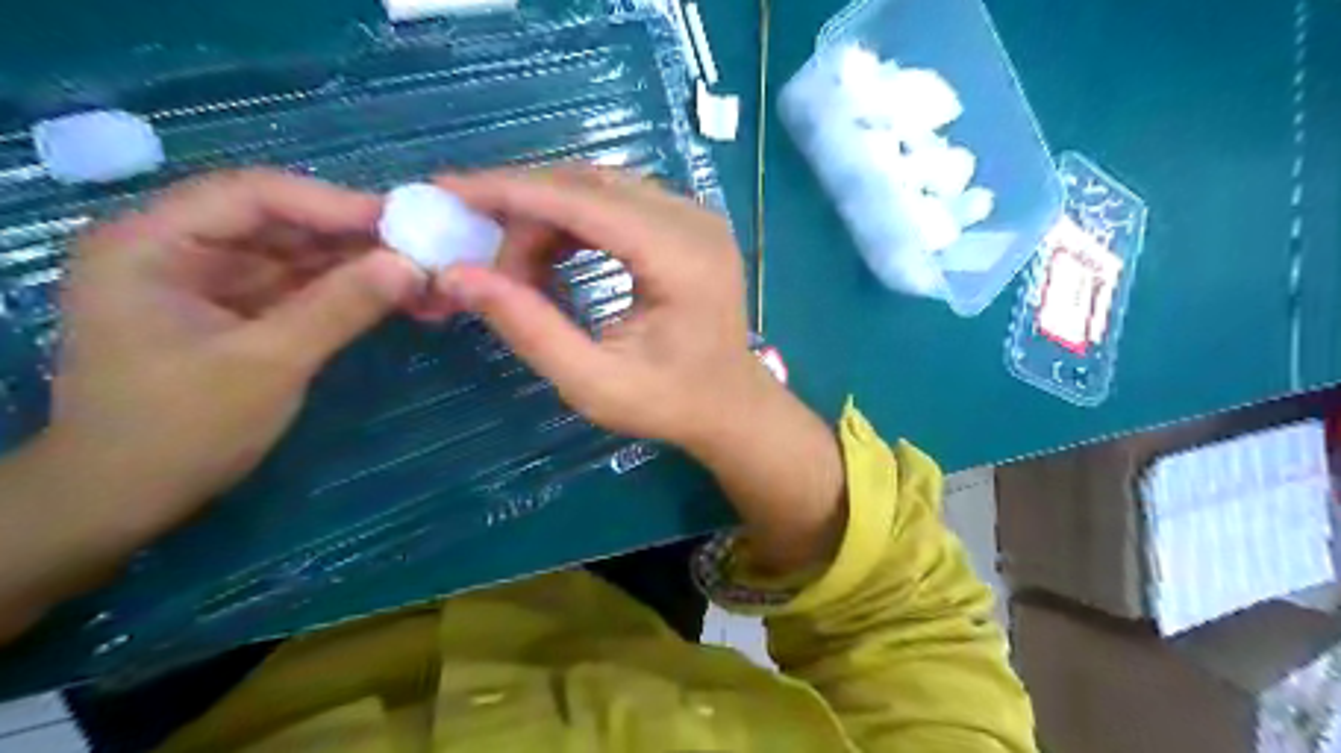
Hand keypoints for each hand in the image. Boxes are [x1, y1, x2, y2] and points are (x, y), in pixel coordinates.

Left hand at [47, 168, 417, 541]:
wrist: (128, 499)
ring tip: (422, 275)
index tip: (403, 222)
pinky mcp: (236, 311)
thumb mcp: (268, 363)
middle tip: (424, 249)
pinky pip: (299, 287)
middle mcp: (177, 248)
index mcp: (152, 243)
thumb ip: (340, 307)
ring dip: (358, 265)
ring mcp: (208, 281)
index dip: (332, 203)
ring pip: (296, 255)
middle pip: (279, 222)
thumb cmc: (181, 429)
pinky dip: (347, 292)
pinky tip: (393, 297)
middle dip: (353, 237)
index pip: (252, 196)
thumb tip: (411, 265)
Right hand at [430, 169, 847, 573]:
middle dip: (524, 210)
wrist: (730, 405)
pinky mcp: (688, 223)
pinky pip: (617, 200)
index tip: (447, 190)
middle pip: (589, 185)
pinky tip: (552, 257)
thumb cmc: (670, 403)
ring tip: (516, 267)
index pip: (584, 202)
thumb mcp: (593, 383)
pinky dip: (573, 221)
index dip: (511, 191)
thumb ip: (529, 329)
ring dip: (546, 216)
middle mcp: (694, 221)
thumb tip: (458, 276)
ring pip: (599, 186)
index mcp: (682, 259)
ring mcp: (696, 216)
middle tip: (480, 253)